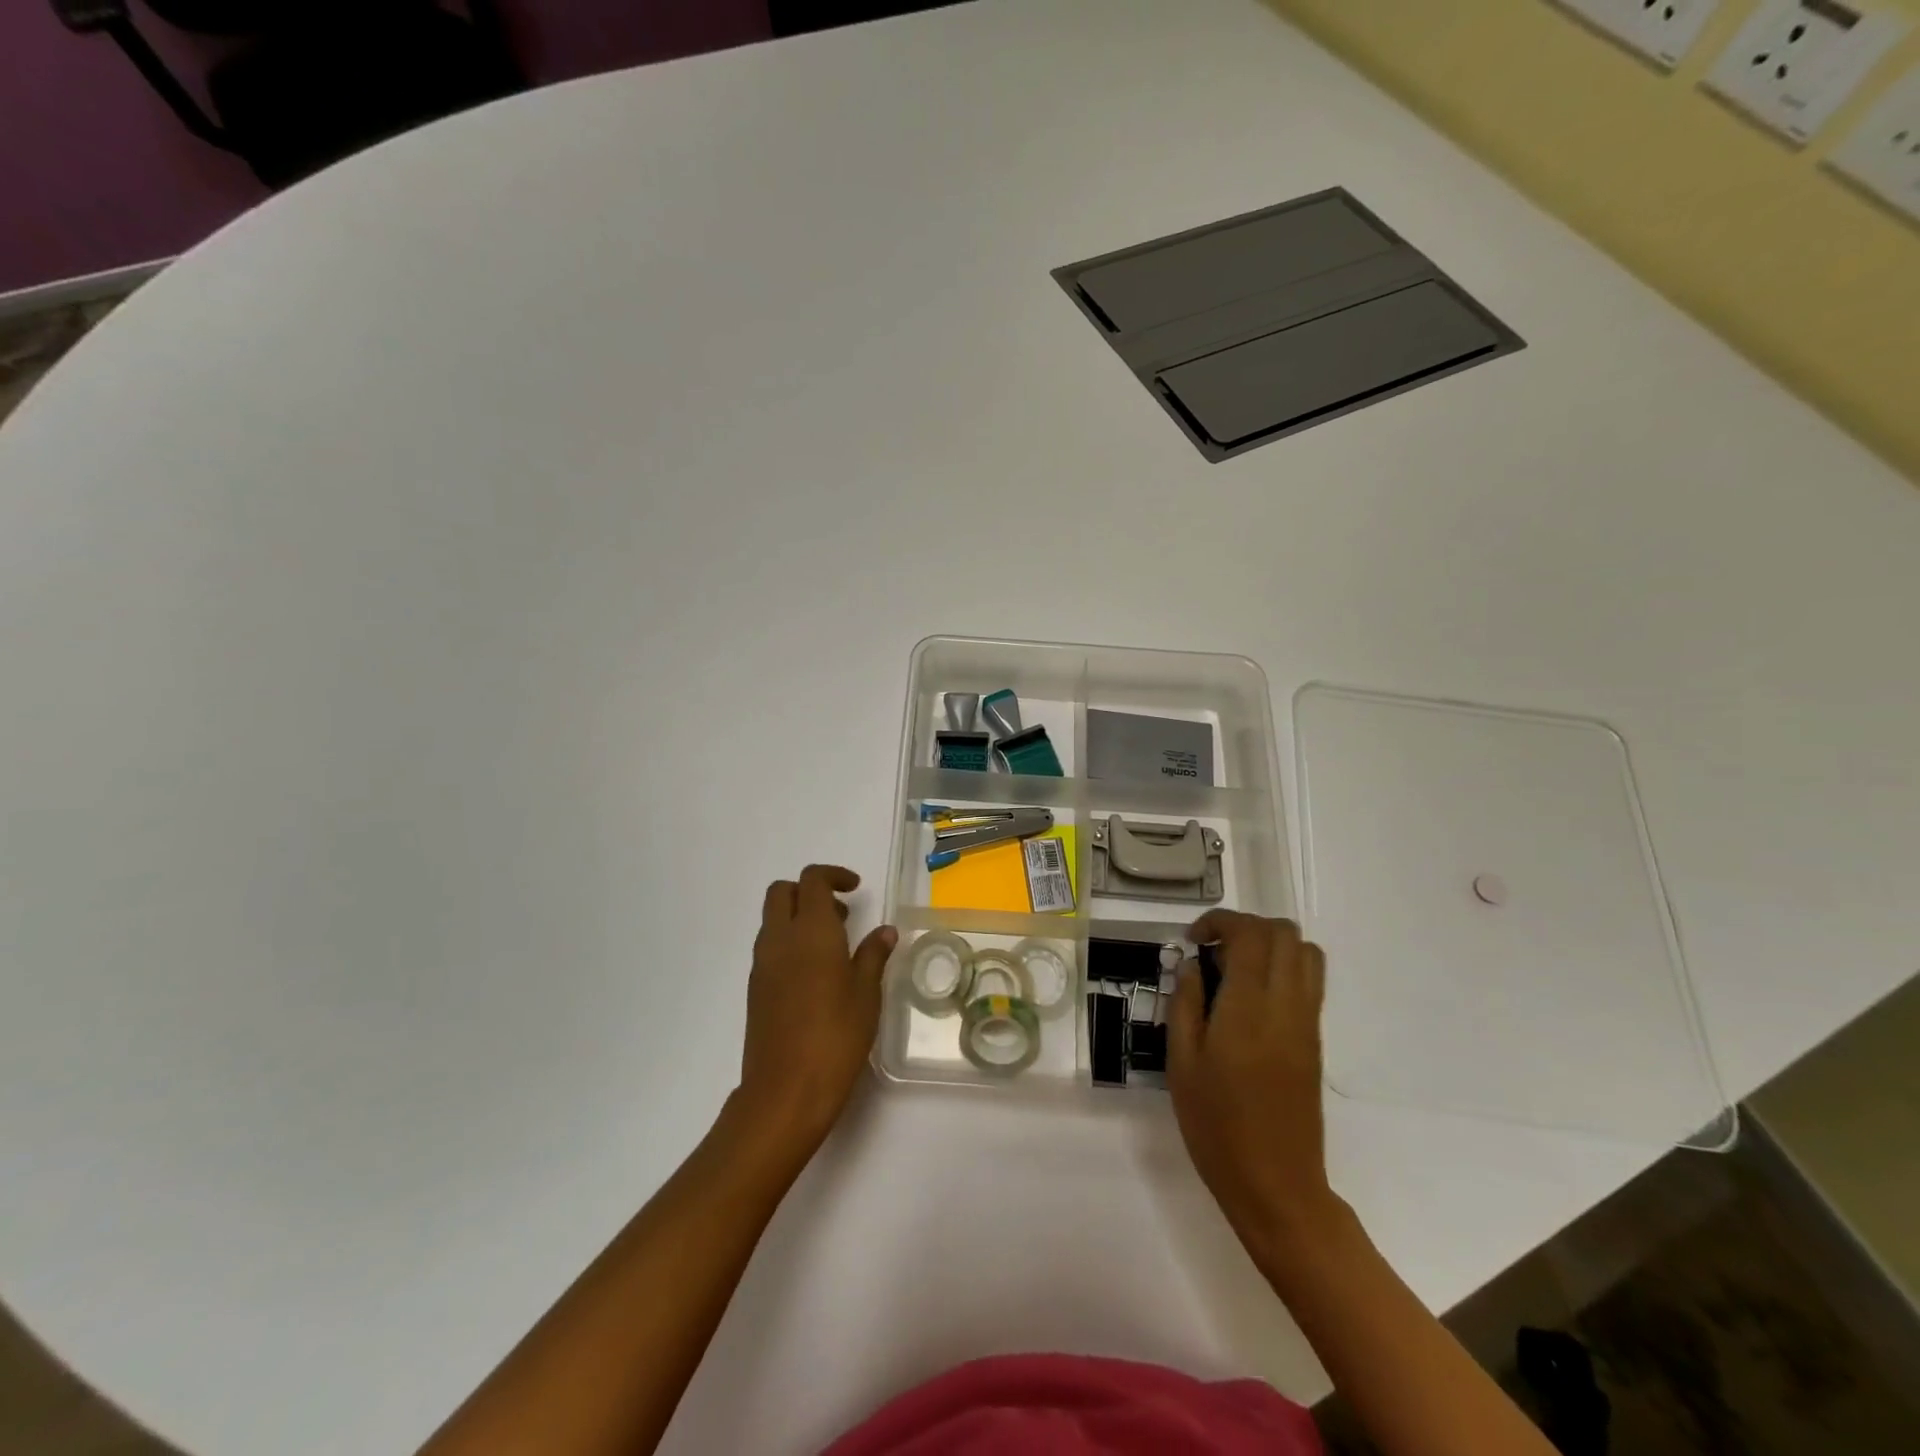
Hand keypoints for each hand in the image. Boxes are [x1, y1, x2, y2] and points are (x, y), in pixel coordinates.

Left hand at [735, 865, 896, 1156]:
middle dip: (809, 891)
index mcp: (810, 931)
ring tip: (835, 946)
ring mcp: (762, 964)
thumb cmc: (835, 1037)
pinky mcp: (756, 988)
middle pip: (782, 892)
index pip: (812, 880)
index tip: (856, 888)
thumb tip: (885, 931)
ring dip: (799, 916)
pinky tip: (816, 974)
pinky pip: (770, 946)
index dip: (834, 875)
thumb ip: (874, 955)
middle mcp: (780, 939)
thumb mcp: (866, 994)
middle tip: (842, 914)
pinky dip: (790, 942)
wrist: (784, 1091)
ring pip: (773, 919)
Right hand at [1167, 911, 1339, 1264]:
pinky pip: (1309, 980)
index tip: (1193, 941)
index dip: (1219, 922)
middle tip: (1212, 950)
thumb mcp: (1181, 1062)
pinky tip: (1251, 997)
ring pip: (1305, 951)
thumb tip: (1192, 965)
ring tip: (1234, 968)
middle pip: (1283, 933)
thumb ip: (1185, 1003)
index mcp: (1248, 1009)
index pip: (1249, 935)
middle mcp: (1286, 1005)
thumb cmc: (1216, 1125)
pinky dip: (1283, 967)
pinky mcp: (1315, 1039)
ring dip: (1269, 944)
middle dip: (1245, 927)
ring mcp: (1307, 1021)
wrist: (1276, 1184)